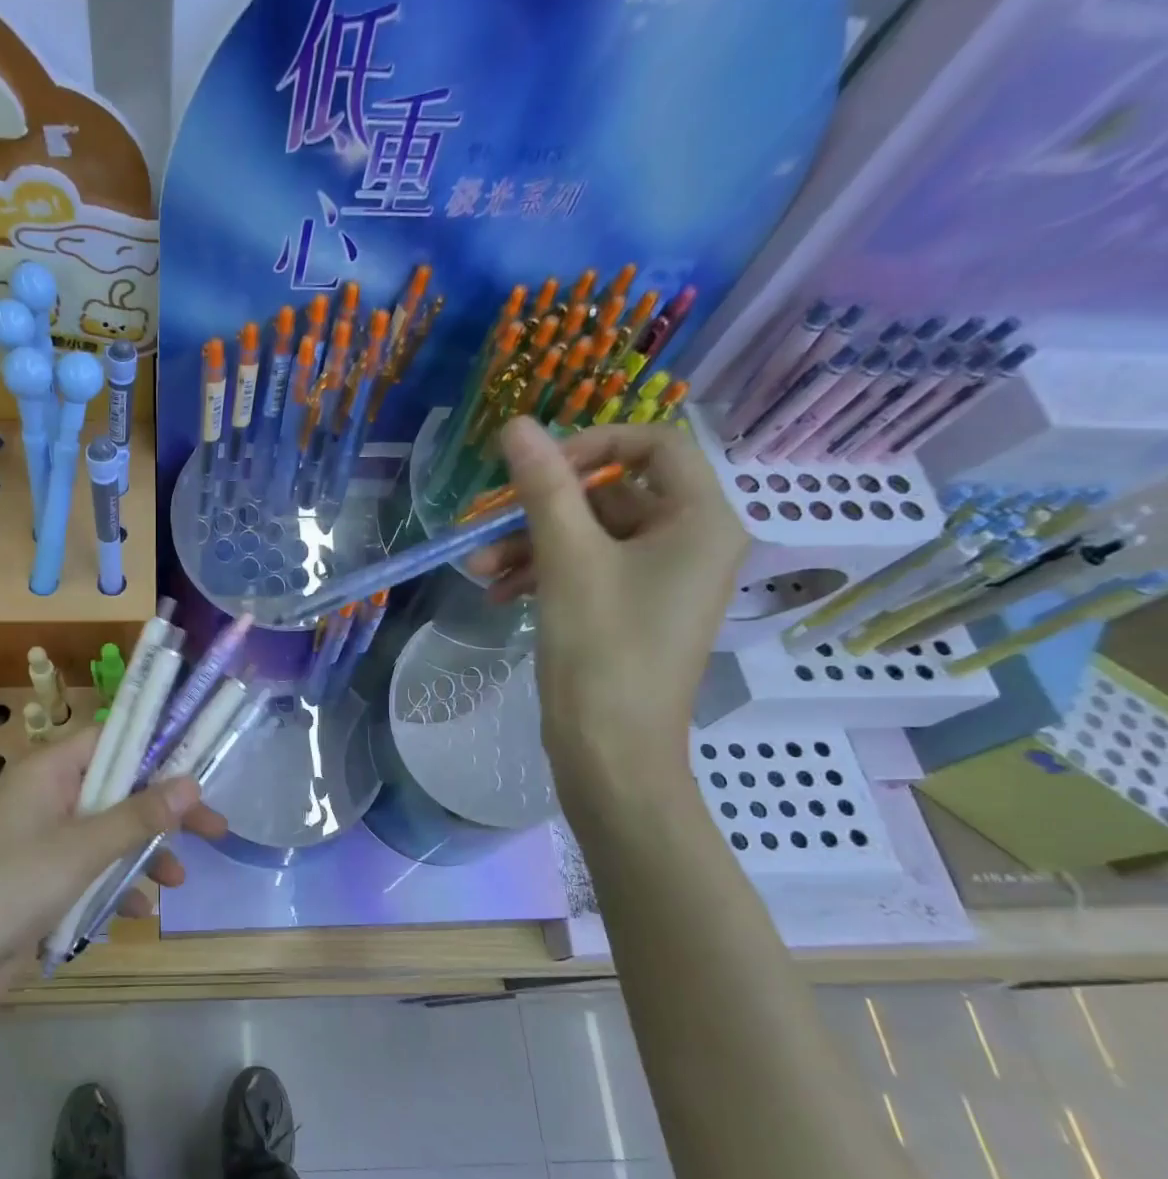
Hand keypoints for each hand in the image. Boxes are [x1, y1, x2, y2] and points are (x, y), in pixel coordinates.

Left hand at [0, 727, 227, 998]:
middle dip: (163, 812)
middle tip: (214, 828)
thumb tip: (191, 782)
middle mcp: (49, 797)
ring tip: (178, 881)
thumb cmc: (12, 886)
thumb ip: (138, 816)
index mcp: (50, 772)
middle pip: (119, 790)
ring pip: (110, 833)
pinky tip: (137, 912)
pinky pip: (92, 870)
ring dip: (144, 854)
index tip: (198, 766)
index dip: (154, 748)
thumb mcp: (83, 848)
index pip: (111, 740)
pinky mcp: (44, 879)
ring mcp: (46, 840)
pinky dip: (115, 885)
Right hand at [466, 419, 745, 791]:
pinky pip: (586, 572)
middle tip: (487, 521)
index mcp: (700, 520)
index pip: (654, 447)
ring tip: (478, 569)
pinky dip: (543, 575)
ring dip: (531, 546)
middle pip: (612, 496)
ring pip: (590, 538)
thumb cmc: (602, 649)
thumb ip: (543, 487)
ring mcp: (660, 581)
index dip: (592, 446)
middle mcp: (690, 543)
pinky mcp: (631, 612)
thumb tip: (517, 425)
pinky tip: (498, 593)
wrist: (611, 753)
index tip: (537, 468)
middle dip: (542, 509)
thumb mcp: (567, 560)